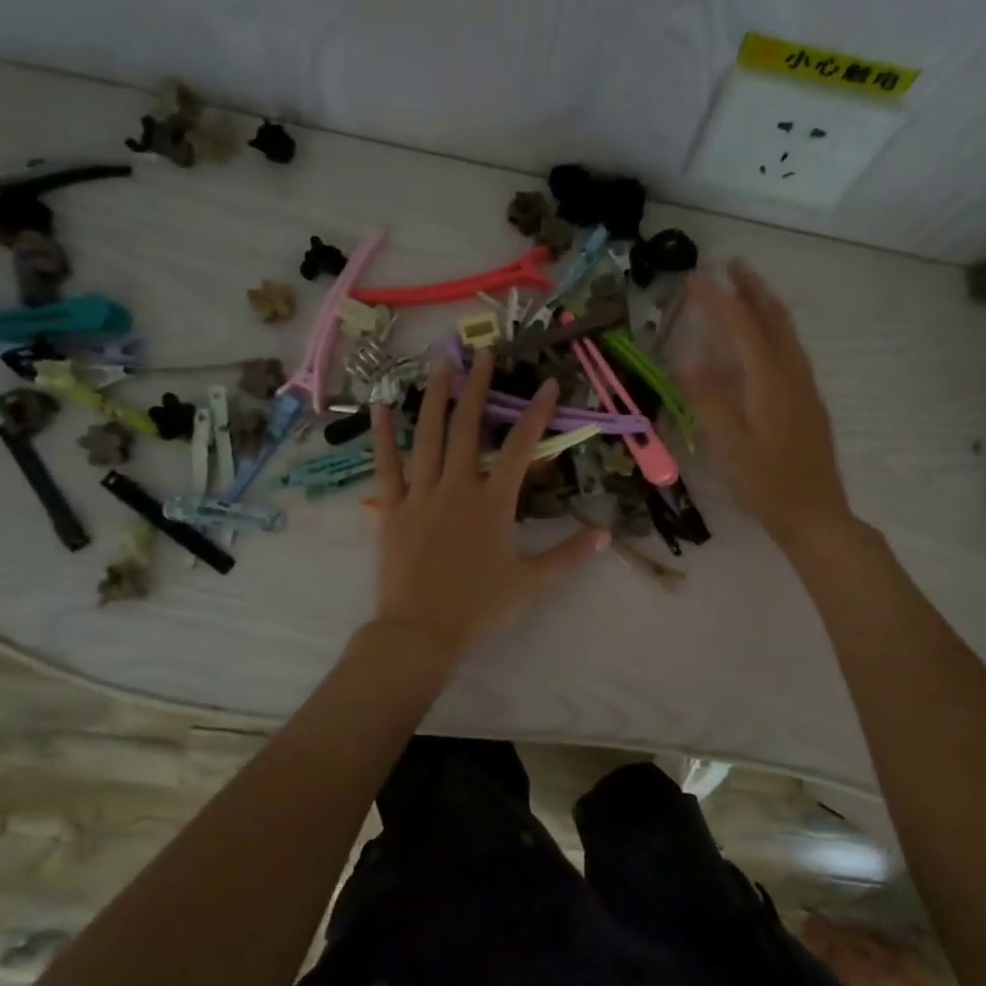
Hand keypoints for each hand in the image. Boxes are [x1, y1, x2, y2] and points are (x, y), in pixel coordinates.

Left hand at [368, 350, 607, 660]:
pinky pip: (387, 465)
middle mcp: (457, 487)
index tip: (548, 384)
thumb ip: (568, 555)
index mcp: (492, 503)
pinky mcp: (393, 508)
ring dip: (435, 396)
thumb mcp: (532, 583)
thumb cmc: (480, 608)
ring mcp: (421, 495)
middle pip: (468, 427)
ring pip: (428, 436)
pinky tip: (380, 406)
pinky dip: (382, 434)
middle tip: (484, 353)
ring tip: (441, 362)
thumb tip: (605, 535)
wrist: (421, 633)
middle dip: (479, 387)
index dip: (535, 414)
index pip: (518, 448)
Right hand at [678, 260, 854, 549]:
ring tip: (747, 290)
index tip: (694, 277)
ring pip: (786, 333)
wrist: (815, 513)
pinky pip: (791, 350)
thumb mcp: (728, 444)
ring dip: (766, 305)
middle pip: (773, 319)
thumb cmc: (766, 483)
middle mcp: (792, 374)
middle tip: (732, 265)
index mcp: (769, 380)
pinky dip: (774, 329)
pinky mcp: (808, 402)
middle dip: (752, 289)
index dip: (717, 299)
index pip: (741, 326)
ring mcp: (805, 387)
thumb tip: (684, 356)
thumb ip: (707, 398)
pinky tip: (764, 341)